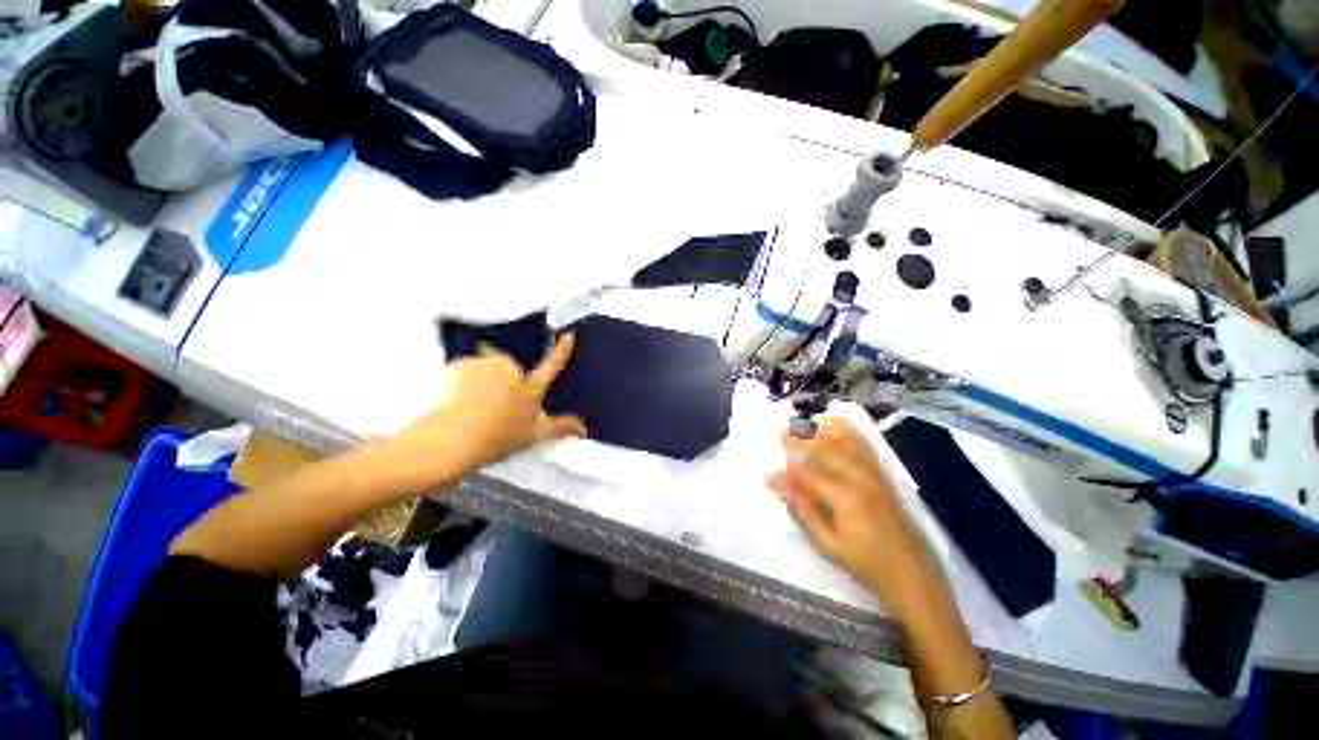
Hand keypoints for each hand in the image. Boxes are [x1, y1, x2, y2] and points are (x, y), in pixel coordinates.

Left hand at [389, 334, 586, 487]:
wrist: (450, 440)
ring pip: (491, 368)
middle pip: (515, 370)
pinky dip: (466, 380)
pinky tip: (461, 400)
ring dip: (487, 381)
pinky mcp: (462, 364)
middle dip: (509, 383)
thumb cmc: (495, 438)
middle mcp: (512, 370)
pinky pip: (469, 369)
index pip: (552, 364)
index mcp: (531, 388)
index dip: (562, 350)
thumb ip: (561, 428)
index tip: (568, 335)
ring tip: (477, 407)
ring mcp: (486, 365)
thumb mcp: (533, 435)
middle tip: (498, 407)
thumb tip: (583, 428)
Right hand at [768, 416, 928, 592]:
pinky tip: (832, 424)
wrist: (908, 569)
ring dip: (820, 429)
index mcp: (845, 497)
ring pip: (843, 439)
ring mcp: (872, 471)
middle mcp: (859, 477)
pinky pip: (862, 441)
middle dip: (800, 439)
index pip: (807, 475)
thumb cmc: (865, 560)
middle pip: (825, 447)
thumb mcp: (828, 545)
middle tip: (781, 435)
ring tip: (802, 424)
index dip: (786, 474)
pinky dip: (845, 429)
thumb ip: (804, 515)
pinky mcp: (881, 471)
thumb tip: (785, 491)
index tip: (769, 477)